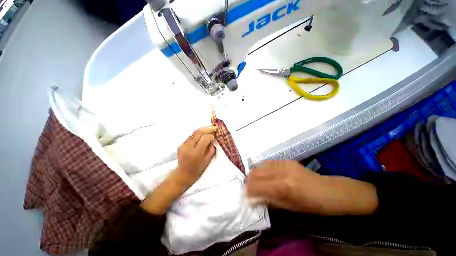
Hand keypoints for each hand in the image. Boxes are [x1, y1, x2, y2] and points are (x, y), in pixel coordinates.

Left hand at [141, 126, 216, 214]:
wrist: (183, 174)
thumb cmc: (197, 169)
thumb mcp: (207, 160)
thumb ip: (211, 149)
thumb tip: (213, 139)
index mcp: (196, 153)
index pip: (205, 138)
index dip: (211, 135)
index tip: (215, 136)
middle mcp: (189, 147)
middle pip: (199, 133)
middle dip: (208, 129)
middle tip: (214, 127)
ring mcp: (184, 145)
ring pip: (194, 132)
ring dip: (203, 129)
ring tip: (210, 128)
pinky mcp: (181, 144)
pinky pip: (191, 136)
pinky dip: (198, 133)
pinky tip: (203, 133)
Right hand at [246, 160, 377, 215]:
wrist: (327, 191)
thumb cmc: (310, 205)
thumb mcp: (288, 207)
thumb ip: (268, 200)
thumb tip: (252, 198)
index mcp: (283, 187)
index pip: (257, 185)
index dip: (248, 190)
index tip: (245, 194)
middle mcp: (281, 171)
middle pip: (256, 172)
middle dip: (249, 180)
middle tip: (247, 187)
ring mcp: (283, 163)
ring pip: (260, 165)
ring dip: (254, 173)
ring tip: (253, 180)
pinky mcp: (286, 160)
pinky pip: (268, 162)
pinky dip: (262, 168)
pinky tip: (262, 173)